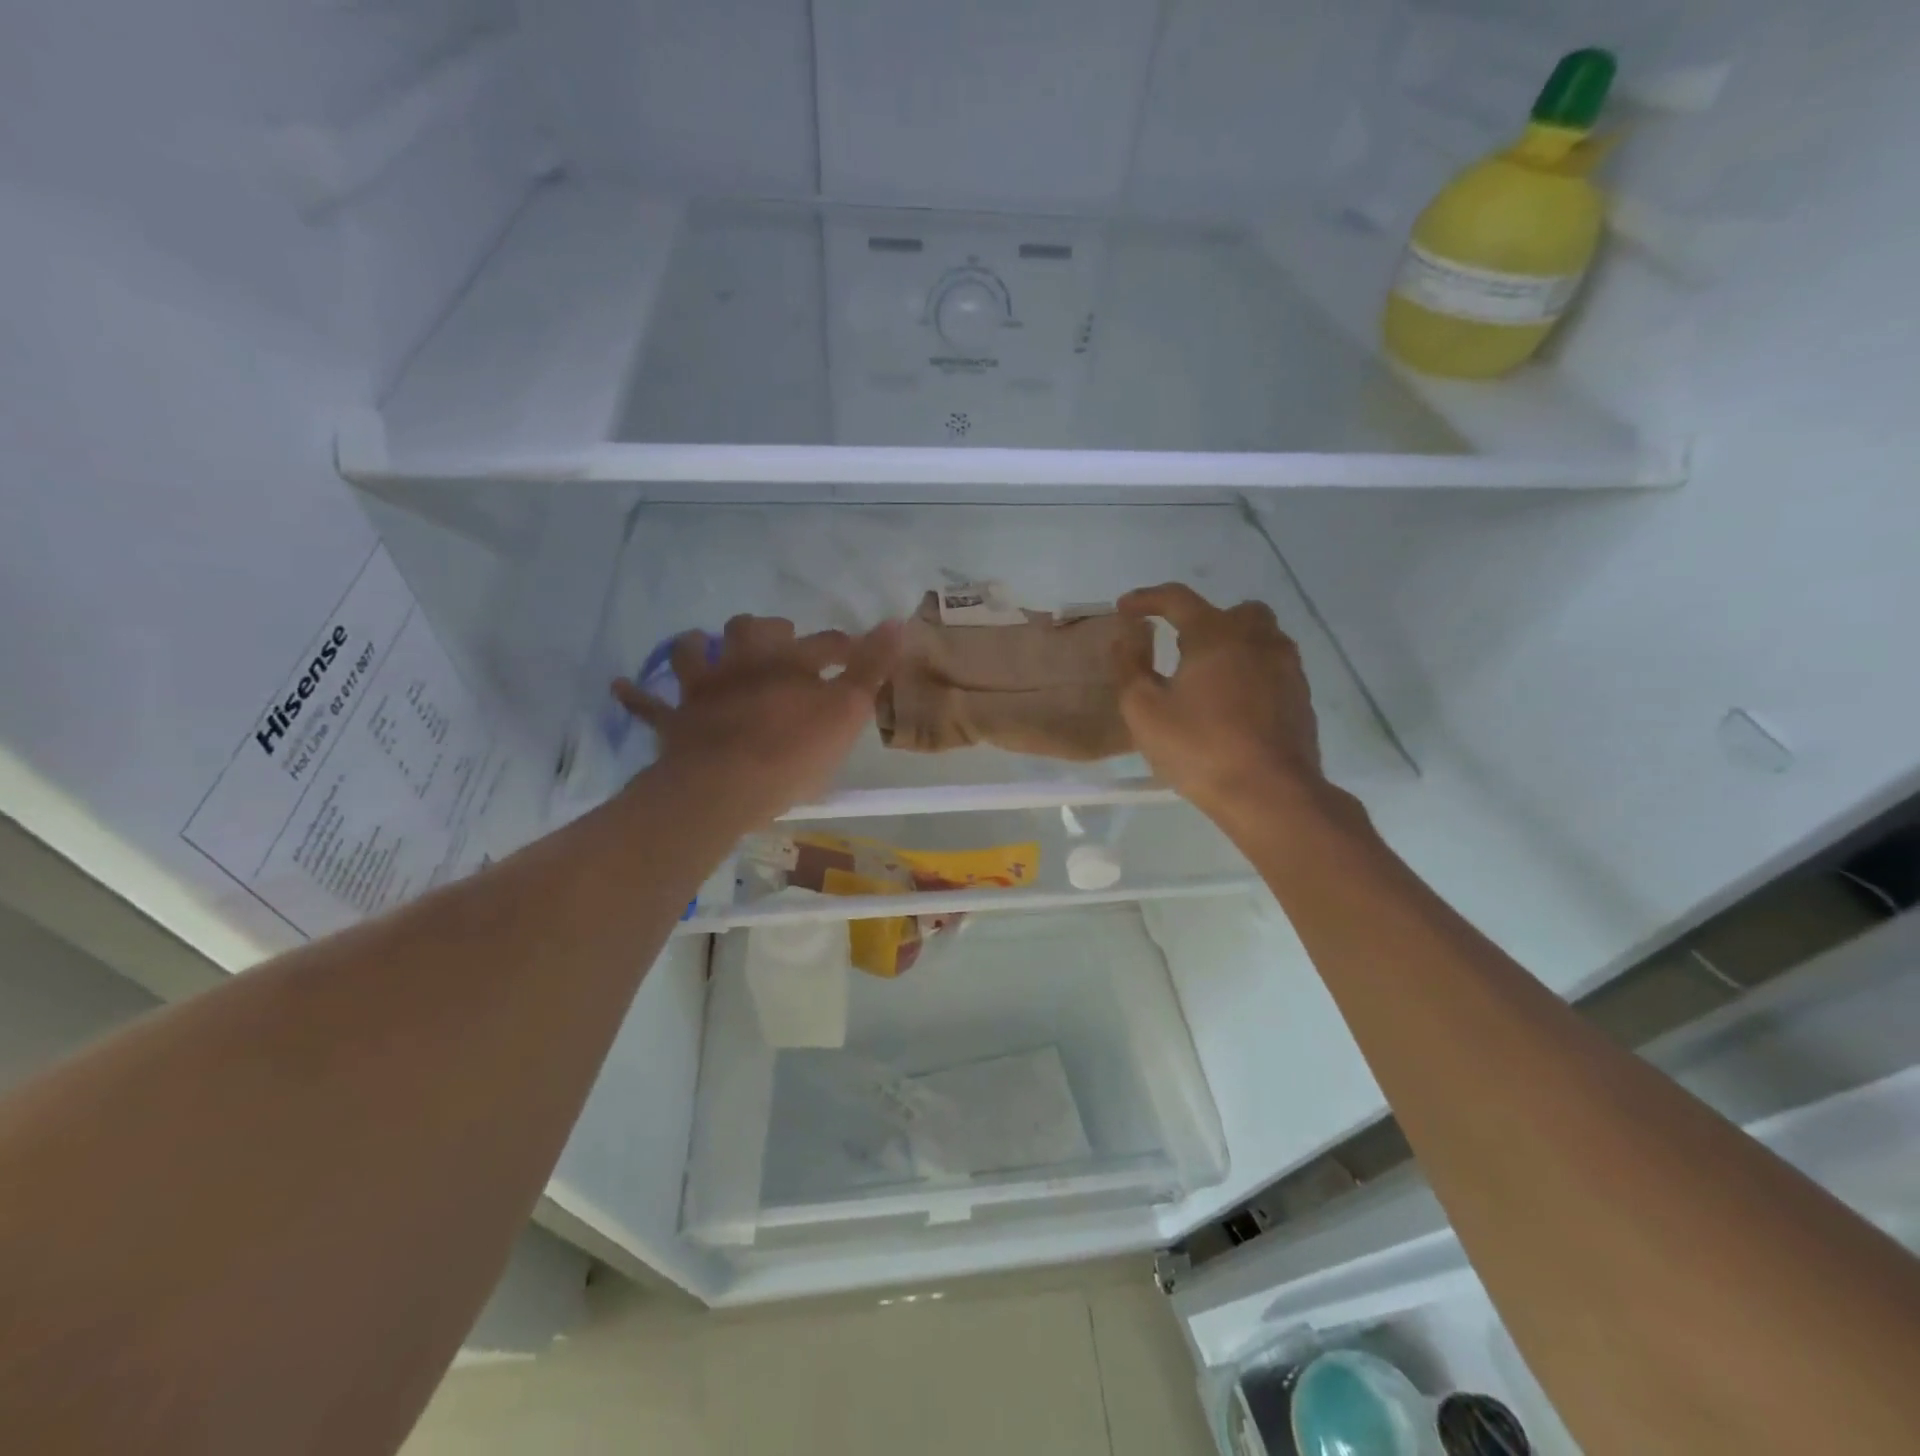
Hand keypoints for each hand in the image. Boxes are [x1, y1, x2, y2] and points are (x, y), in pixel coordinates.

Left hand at [613, 615, 900, 827]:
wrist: (725, 785)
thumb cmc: (794, 751)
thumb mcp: (847, 712)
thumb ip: (871, 668)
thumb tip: (897, 621)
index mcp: (788, 662)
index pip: (824, 643)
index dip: (842, 645)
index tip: (854, 652)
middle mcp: (743, 663)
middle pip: (751, 629)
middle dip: (767, 630)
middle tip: (779, 642)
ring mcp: (703, 689)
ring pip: (693, 652)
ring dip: (699, 646)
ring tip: (704, 647)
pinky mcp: (674, 721)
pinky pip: (647, 704)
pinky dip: (635, 694)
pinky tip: (622, 685)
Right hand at [1113, 583, 1325, 821]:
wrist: (1271, 793)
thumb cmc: (1199, 748)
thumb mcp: (1144, 710)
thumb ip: (1130, 667)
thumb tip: (1127, 637)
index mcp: (1215, 634)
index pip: (1177, 599)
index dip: (1147, 599)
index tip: (1125, 609)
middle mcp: (1256, 638)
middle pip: (1230, 612)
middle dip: (1200, 621)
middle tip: (1176, 647)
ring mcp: (1286, 666)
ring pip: (1259, 636)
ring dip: (1231, 644)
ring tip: (1207, 675)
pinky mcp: (1301, 696)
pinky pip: (1273, 666)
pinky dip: (1250, 670)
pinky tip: (1234, 702)